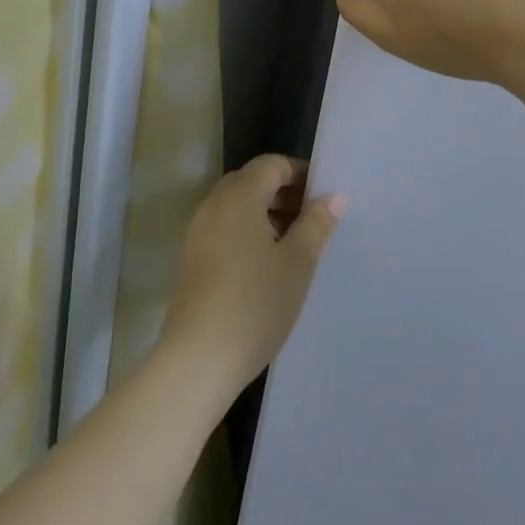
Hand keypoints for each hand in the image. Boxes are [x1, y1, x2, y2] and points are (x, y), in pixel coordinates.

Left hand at [160, 156, 344, 397]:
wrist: (198, 359)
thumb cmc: (255, 304)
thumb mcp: (297, 263)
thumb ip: (316, 224)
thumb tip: (334, 196)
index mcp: (239, 196)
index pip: (271, 164)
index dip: (299, 173)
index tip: (323, 197)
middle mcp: (213, 205)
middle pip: (250, 181)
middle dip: (282, 193)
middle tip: (311, 220)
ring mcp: (197, 232)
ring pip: (235, 205)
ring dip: (264, 213)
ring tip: (292, 245)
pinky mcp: (190, 258)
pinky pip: (223, 228)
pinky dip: (245, 231)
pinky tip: (264, 265)